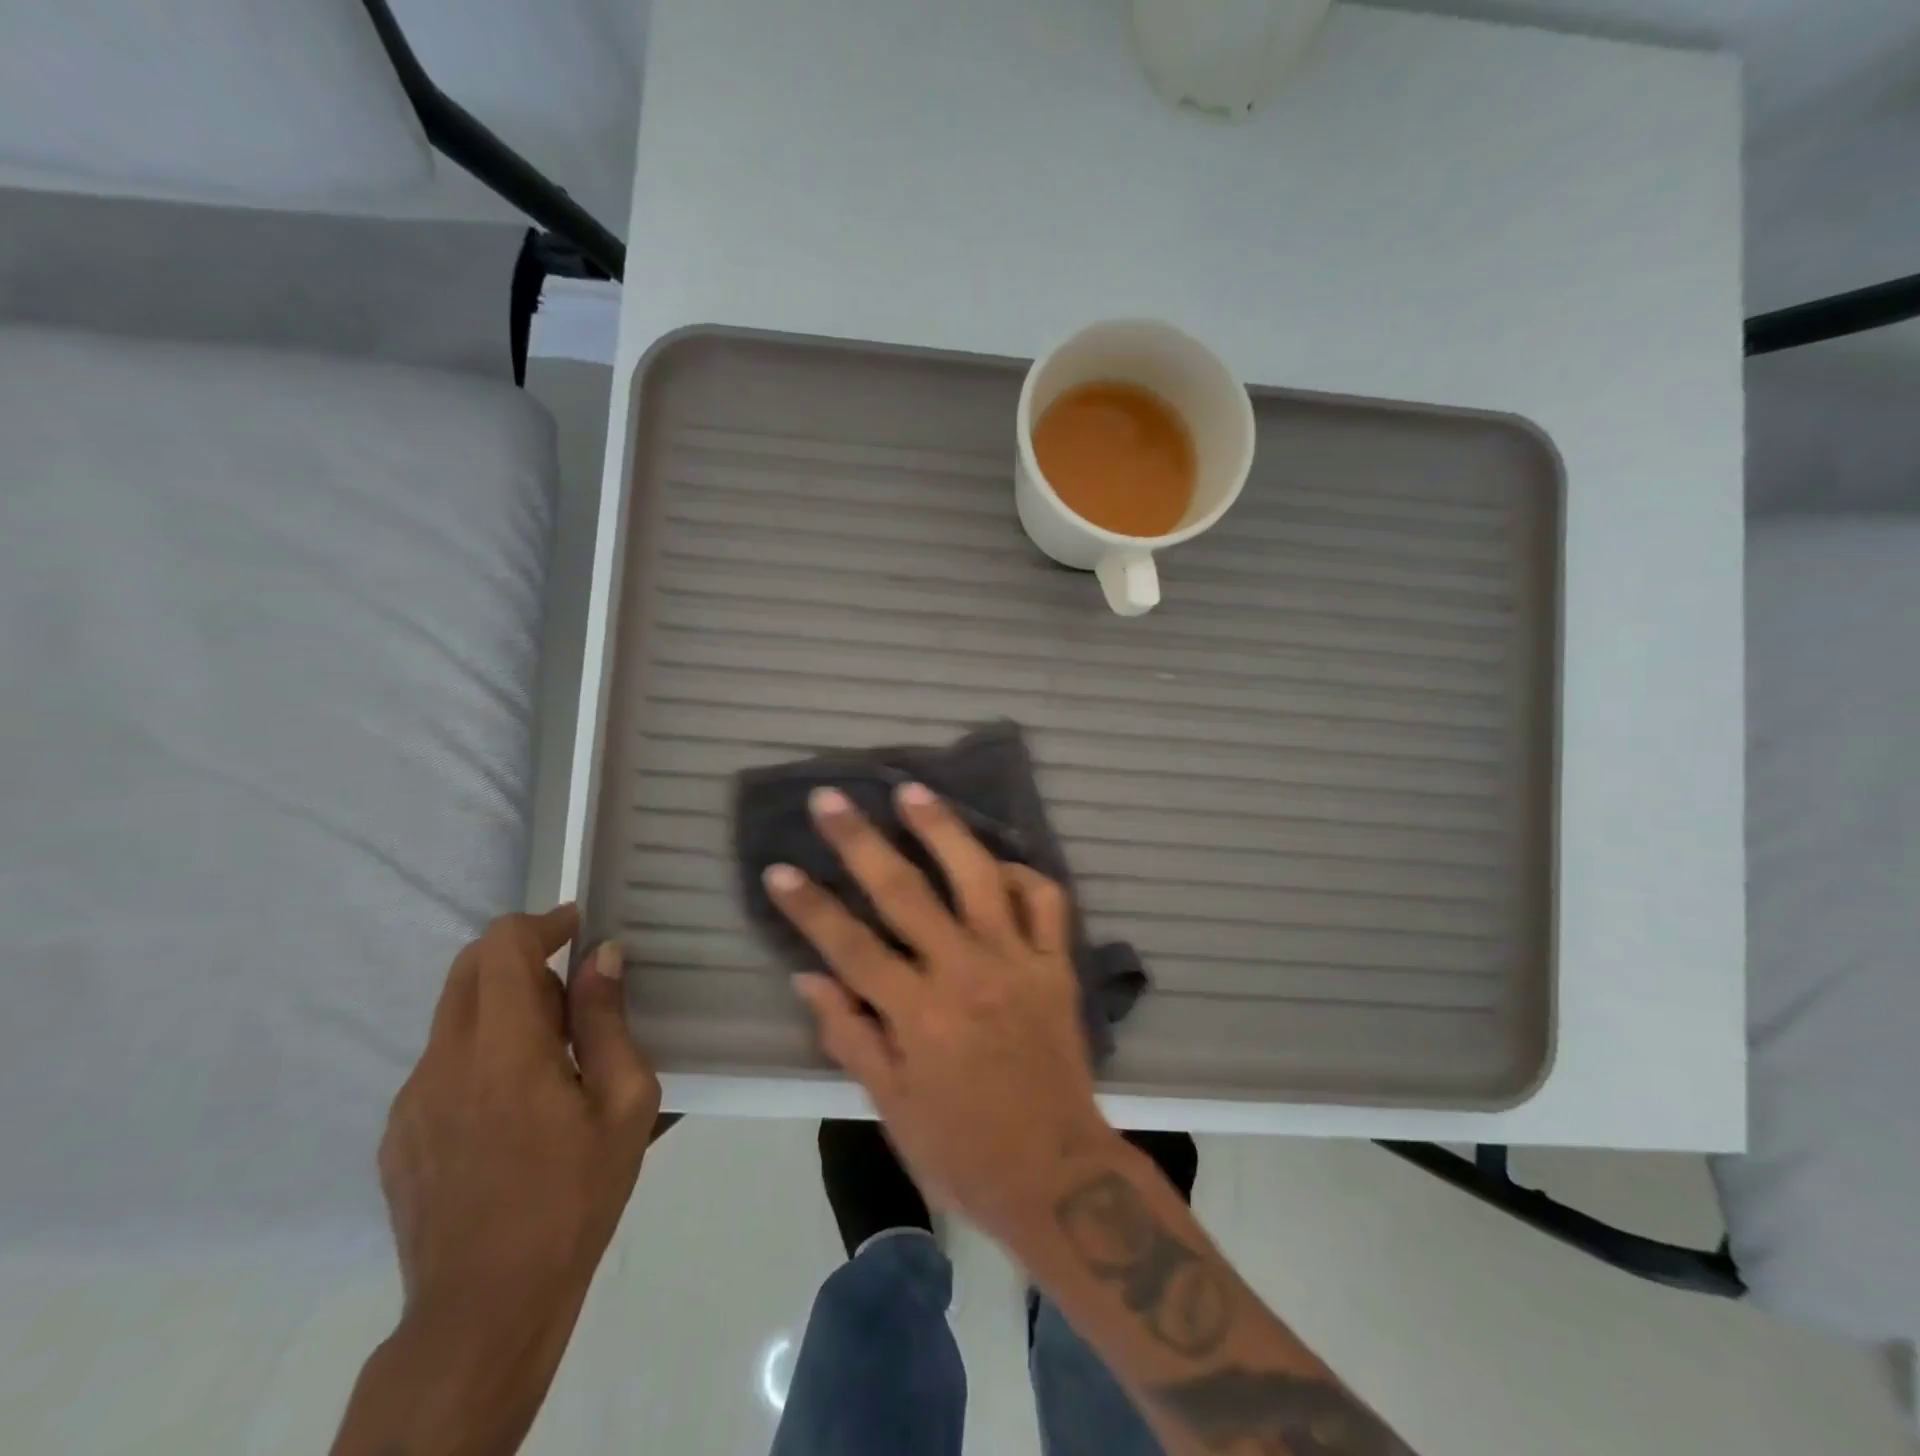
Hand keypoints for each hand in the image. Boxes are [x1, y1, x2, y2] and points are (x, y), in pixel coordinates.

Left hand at [379, 904, 659, 1327]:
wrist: (485, 1310)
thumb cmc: (573, 1197)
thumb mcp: (623, 1103)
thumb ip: (608, 1021)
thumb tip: (603, 957)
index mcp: (501, 1050)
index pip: (501, 946)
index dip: (542, 922)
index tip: (580, 927)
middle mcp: (442, 1062)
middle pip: (469, 968)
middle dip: (523, 957)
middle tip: (576, 992)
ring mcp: (411, 1100)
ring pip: (455, 1015)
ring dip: (506, 1007)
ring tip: (556, 1057)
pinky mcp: (398, 1134)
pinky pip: (443, 1063)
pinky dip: (482, 1051)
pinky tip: (518, 1106)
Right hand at [765, 784, 1116, 1241]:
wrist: (1057, 1174)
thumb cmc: (961, 1150)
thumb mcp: (890, 1106)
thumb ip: (849, 1034)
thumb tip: (808, 976)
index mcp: (917, 1016)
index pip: (849, 946)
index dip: (808, 906)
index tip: (778, 867)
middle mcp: (964, 974)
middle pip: (904, 893)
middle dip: (860, 842)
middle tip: (830, 799)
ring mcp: (1016, 963)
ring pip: (978, 877)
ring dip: (942, 829)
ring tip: (912, 791)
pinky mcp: (1056, 965)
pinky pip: (1046, 902)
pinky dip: (1022, 875)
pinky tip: (996, 863)